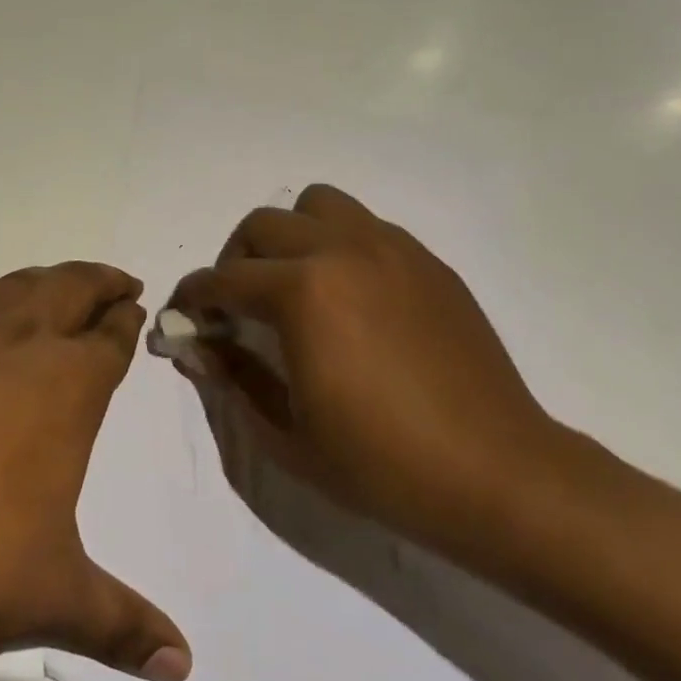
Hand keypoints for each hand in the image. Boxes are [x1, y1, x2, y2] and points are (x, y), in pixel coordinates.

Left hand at [0, 238, 191, 680]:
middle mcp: (19, 341)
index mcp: (68, 386)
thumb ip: (124, 625)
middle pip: (71, 291)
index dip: (126, 321)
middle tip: (115, 281)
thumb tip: (183, 668)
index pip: (110, 339)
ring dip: (44, 276)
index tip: (135, 309)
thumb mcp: (54, 597)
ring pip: (13, 284)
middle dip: (99, 283)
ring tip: (59, 277)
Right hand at [167, 185, 563, 547]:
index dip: (193, 297)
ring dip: (290, 236)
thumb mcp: (286, 436)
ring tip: (295, 283)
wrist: (497, 475)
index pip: (223, 279)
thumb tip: (197, 347)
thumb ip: (233, 379)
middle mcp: (342, 250)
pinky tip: (349, 296)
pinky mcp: (426, 261)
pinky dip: (338, 245)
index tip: (184, 316)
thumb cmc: (381, 465)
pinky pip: (364, 226)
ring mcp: (391, 249)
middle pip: (262, 226)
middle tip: (238, 306)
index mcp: (303, 292)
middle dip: (235, 262)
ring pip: (317, 205)